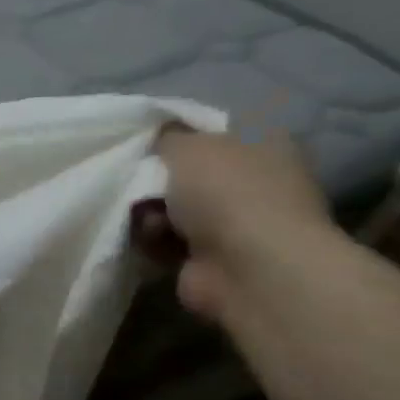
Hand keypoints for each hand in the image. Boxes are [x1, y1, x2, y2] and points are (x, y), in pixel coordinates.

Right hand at [150, 129, 339, 322]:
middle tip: (139, 184)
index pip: (209, 131)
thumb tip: (157, 137)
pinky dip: (154, 241)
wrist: (247, 268)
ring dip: (149, 213)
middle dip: (153, 180)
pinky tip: (153, 242)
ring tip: (149, 219)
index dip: (173, 136)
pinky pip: (166, 241)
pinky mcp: (212, 258)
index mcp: (261, 142)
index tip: (145, 143)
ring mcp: (235, 224)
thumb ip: (166, 136)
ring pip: (170, 209)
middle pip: (183, 173)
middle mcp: (252, 181)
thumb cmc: (226, 192)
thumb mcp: (188, 145)